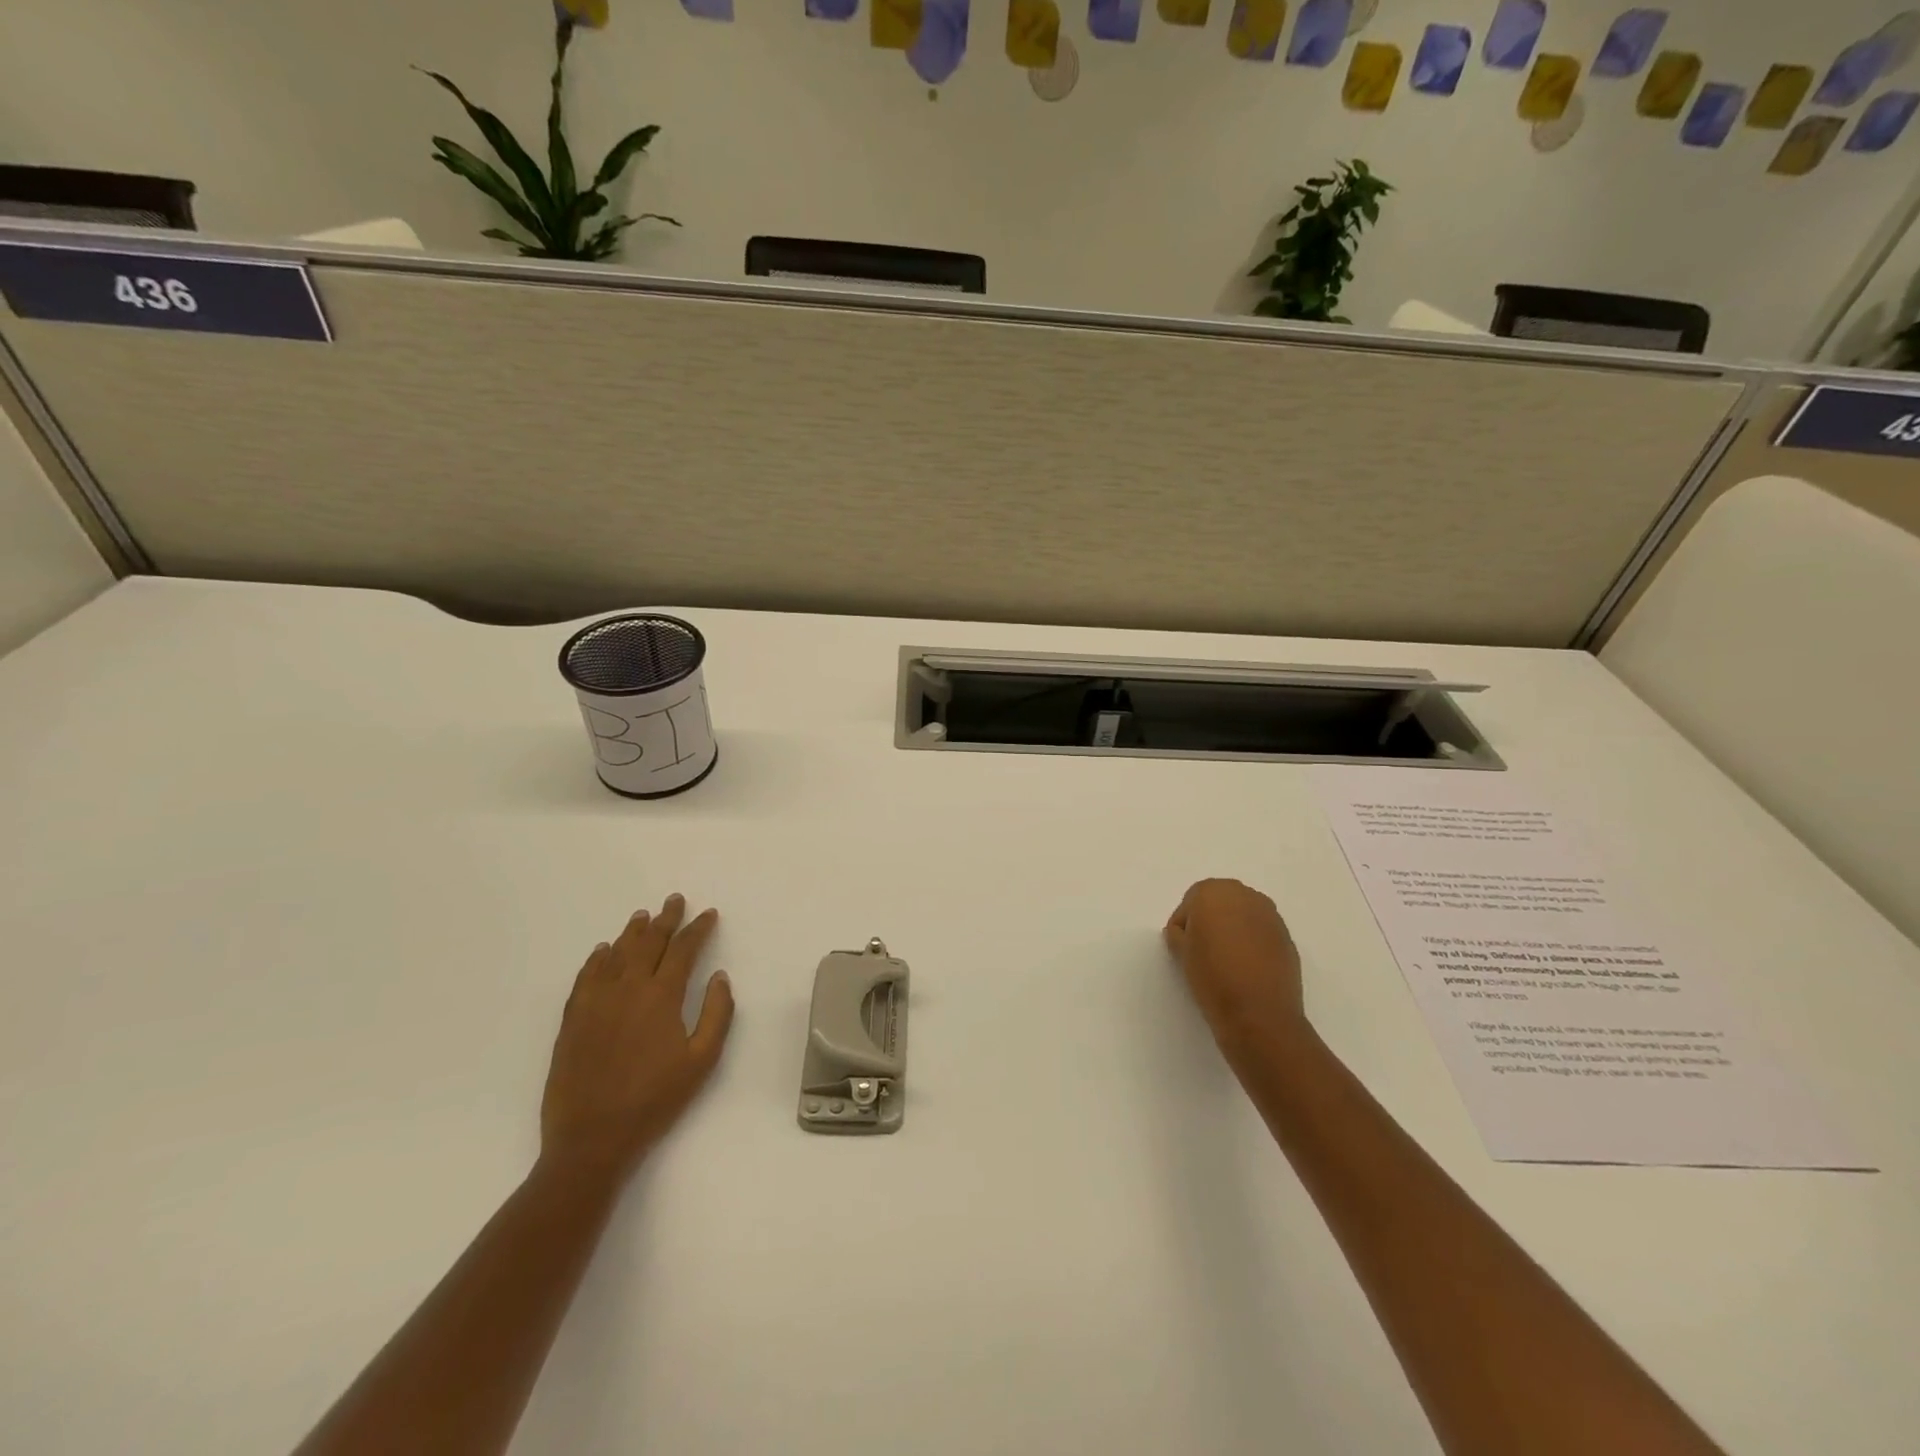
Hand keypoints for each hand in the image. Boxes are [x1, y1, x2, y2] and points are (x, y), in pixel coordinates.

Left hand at [540, 893, 734, 1185]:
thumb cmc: (654, 1101)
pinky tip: (602, 951)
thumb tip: (719, 977)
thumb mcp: (702, 1061)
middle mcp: (627, 989)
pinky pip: (586, 977)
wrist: (591, 1139)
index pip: (683, 950)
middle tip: (675, 900)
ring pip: (616, 954)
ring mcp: (595, 1002)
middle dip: (666, 919)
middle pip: (649, 942)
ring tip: (643, 916)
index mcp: (661, 997)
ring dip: (632, 932)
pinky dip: (597, 959)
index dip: (698, 929)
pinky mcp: (572, 1020)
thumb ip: (716, 1014)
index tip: (708, 914)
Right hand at [1165, 879, 1307, 1050]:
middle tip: (1202, 950)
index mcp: (1213, 892)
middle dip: (1210, 921)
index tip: (1182, 946)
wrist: (1259, 1013)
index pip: (1191, 901)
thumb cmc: (1212, 976)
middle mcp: (1244, 895)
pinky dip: (1252, 942)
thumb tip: (1186, 933)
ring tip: (1225, 959)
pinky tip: (1246, 967)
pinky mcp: (1287, 936)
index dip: (1184, 924)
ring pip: (1243, 915)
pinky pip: (1261, 932)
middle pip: (1220, 902)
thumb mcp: (1181, 953)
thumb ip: (1179, 934)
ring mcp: (1270, 915)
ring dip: (1233, 929)